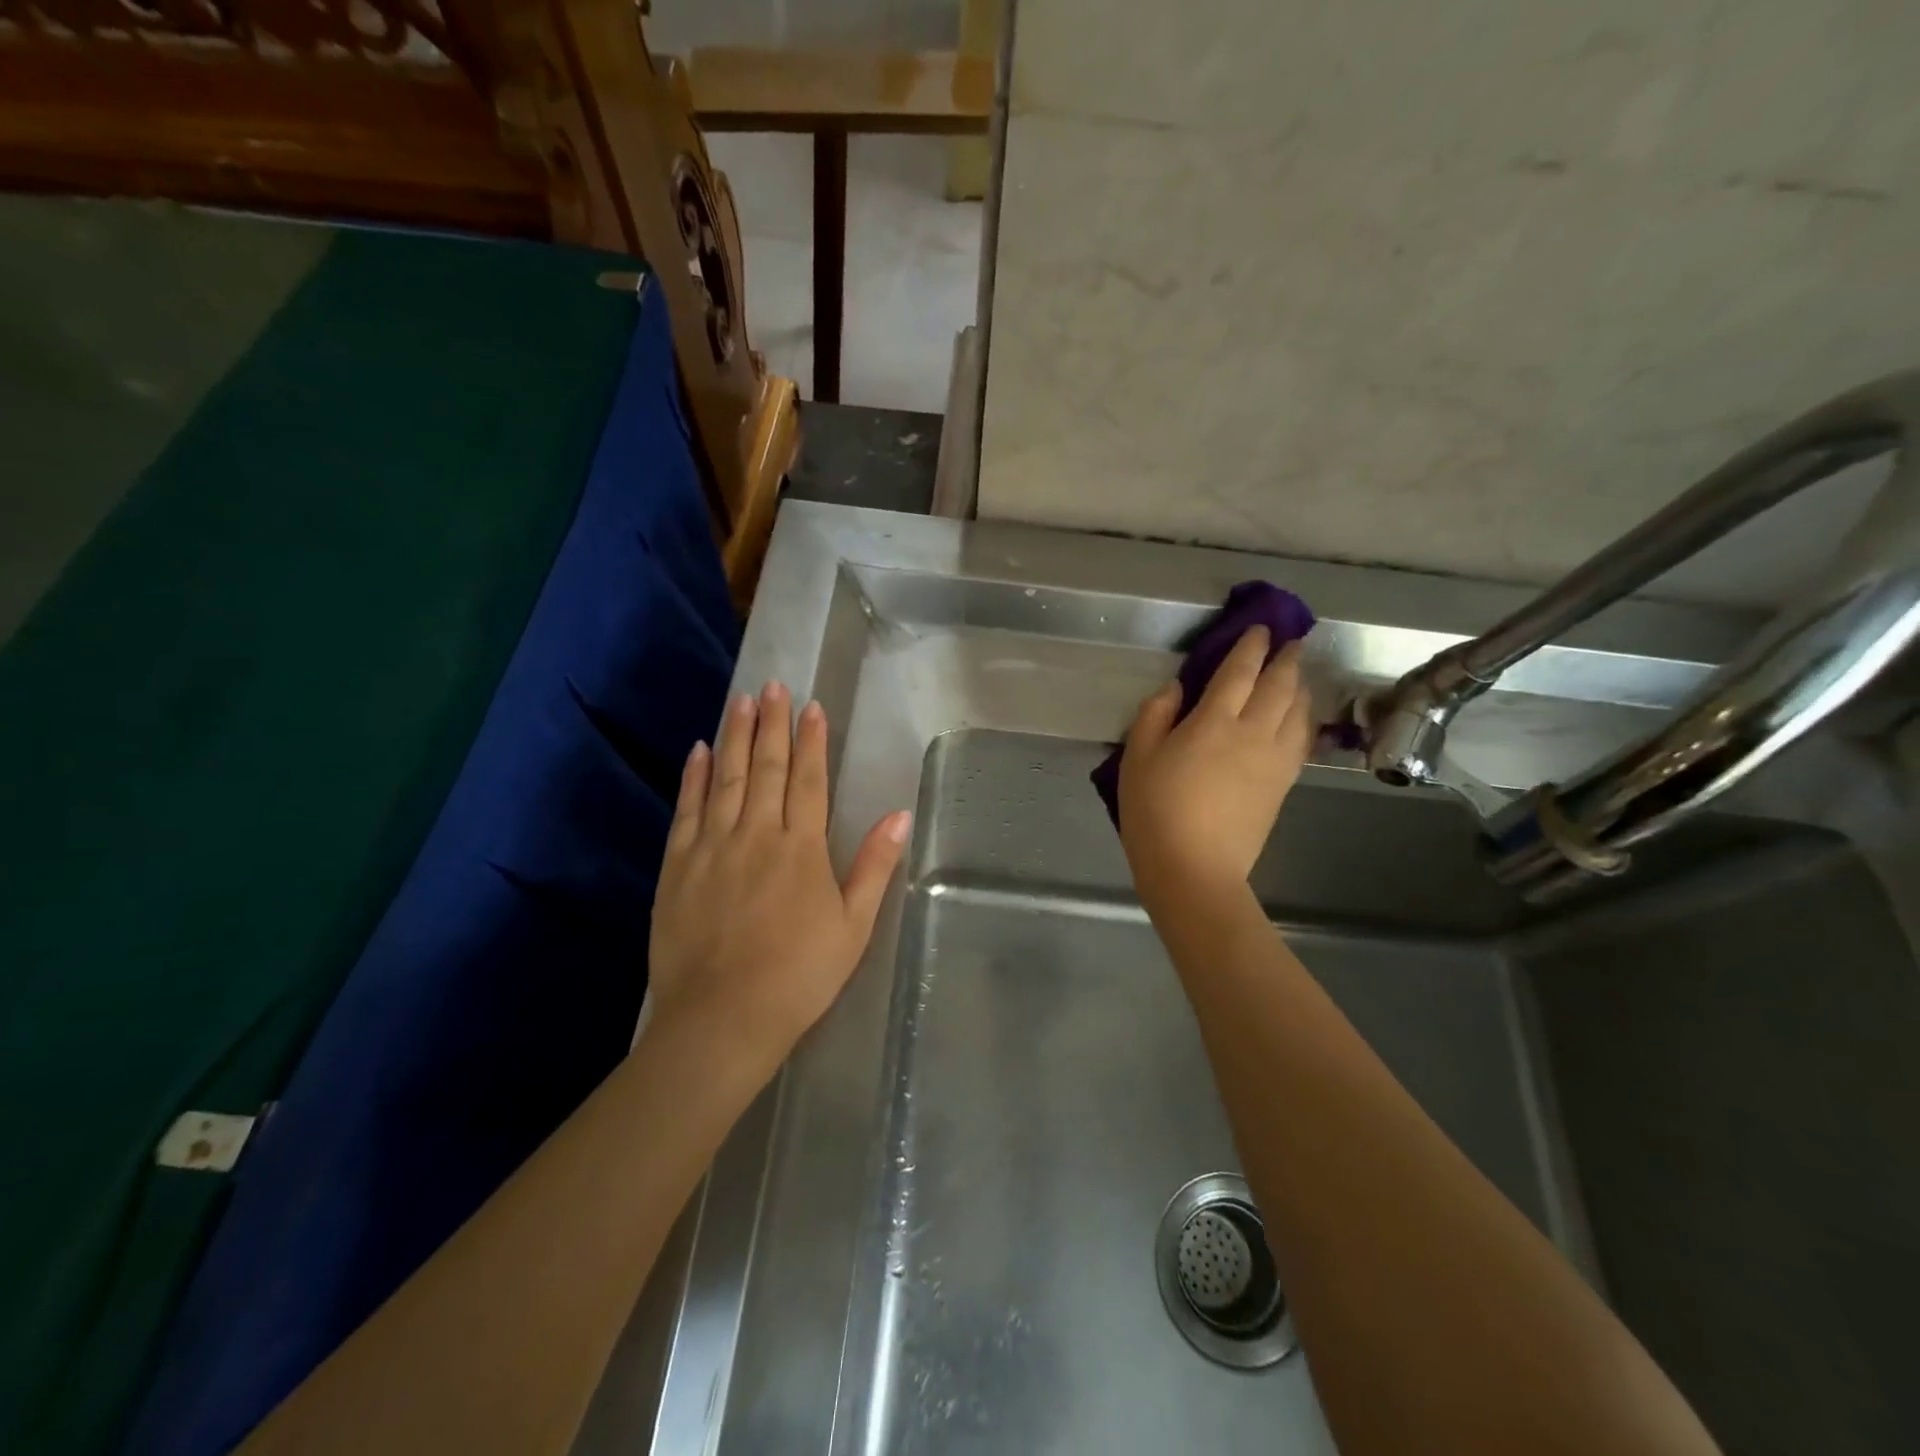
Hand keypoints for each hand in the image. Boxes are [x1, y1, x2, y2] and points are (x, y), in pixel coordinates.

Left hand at [648, 683, 911, 1078]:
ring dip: (735, 737)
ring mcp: (713, 847)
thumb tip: (900, 816)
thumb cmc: (799, 975)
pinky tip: (699, 751)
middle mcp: (756, 834)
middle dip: (772, 724)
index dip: (812, 741)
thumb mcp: (852, 926)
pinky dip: (695, 777)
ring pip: (727, 778)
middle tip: (772, 686)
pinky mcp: (678, 867)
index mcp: (801, 848)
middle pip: (767, 768)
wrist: (722, 1019)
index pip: (809, 780)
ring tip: (741, 701)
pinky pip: (687, 810)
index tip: (812, 706)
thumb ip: (873, 866)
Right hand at [1118, 627, 1313, 906]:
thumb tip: (1176, 689)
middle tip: (1292, 641)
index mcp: (1213, 722)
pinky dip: (1304, 719)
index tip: (1260, 629)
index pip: (1239, 672)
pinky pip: (1302, 740)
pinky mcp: (1283, 785)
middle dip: (1286, 659)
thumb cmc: (1155, 812)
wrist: (1194, 869)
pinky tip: (1300, 717)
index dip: (1251, 647)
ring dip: (1301, 686)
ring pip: (1298, 711)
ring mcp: (1274, 760)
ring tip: (1299, 674)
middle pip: (1279, 686)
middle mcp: (1253, 733)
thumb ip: (1154, 716)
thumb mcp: (1137, 759)